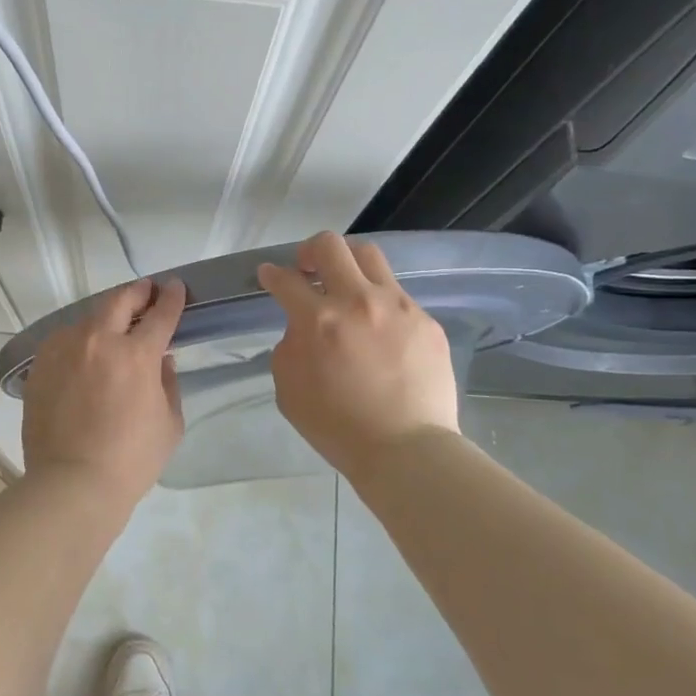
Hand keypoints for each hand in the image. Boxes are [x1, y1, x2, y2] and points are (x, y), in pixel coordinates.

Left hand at [21, 276, 187, 502]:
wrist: (72, 484)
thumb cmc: (131, 460)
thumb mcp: (169, 423)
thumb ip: (168, 383)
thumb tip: (162, 360)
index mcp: (136, 354)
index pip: (160, 315)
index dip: (171, 298)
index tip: (175, 287)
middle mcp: (97, 341)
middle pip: (118, 301)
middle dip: (136, 292)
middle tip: (145, 292)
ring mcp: (63, 351)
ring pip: (86, 319)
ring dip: (104, 318)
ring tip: (112, 326)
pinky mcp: (40, 367)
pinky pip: (62, 342)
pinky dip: (78, 340)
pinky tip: (83, 352)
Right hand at [258, 232, 459, 480]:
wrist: (405, 450)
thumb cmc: (337, 427)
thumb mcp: (289, 389)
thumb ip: (290, 347)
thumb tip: (302, 328)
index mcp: (318, 320)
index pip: (286, 280)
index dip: (271, 275)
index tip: (270, 276)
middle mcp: (357, 301)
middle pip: (329, 246)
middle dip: (309, 251)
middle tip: (307, 269)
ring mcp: (397, 307)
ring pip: (369, 256)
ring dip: (348, 263)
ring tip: (345, 285)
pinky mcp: (425, 320)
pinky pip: (397, 295)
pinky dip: (379, 302)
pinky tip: (379, 329)